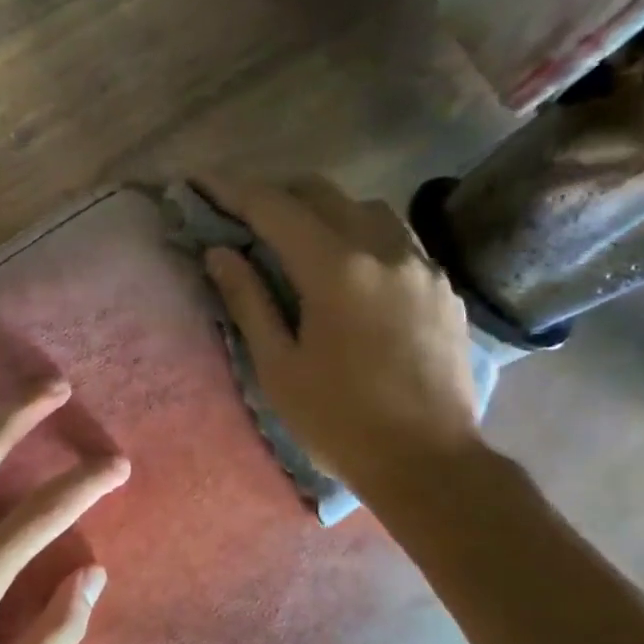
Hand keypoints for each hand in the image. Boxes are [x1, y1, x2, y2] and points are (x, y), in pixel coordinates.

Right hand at [199, 176, 478, 498]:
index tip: (201, 183)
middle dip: (278, 194)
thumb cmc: (338, 421)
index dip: (233, 192)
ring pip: (366, 209)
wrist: (427, 460)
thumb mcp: (278, 367)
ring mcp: (421, 265)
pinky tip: (349, 269)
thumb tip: (220, 254)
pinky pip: (396, 240)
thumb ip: (248, 301)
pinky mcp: (442, 287)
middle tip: (244, 214)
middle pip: (323, 194)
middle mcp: (384, 250)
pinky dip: (361, 236)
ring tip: (296, 239)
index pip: (276, 209)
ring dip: (323, 211)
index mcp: (336, 270)